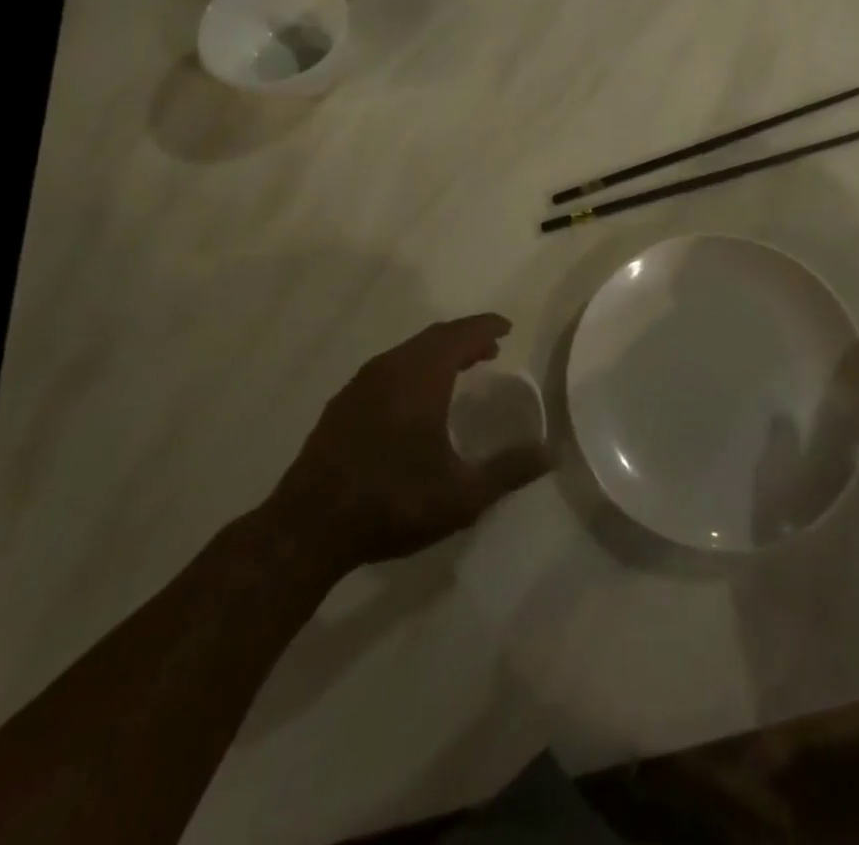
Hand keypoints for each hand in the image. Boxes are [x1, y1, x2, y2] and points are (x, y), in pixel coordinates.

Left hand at [272, 315, 550, 567]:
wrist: (307, 530)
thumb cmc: (393, 502)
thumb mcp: (462, 495)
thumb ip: (509, 470)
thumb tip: (551, 453)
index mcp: (420, 377)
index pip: (460, 335)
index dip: (486, 327)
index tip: (506, 328)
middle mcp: (389, 369)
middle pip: (433, 338)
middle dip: (464, 339)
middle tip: (489, 349)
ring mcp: (360, 385)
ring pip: (407, 353)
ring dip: (437, 354)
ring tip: (459, 371)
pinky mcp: (341, 406)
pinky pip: (387, 370)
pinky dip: (412, 370)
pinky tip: (415, 400)